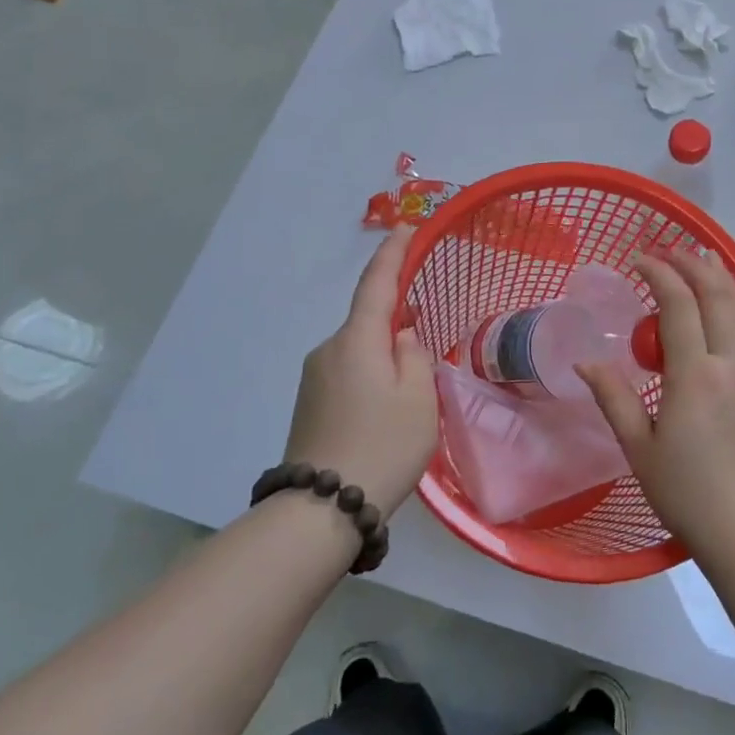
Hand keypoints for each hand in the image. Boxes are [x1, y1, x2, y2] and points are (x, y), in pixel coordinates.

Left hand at [283, 224, 437, 513]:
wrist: (322, 508)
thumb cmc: (383, 444)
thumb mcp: (418, 397)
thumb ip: (414, 356)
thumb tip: (401, 337)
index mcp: (357, 339)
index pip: (376, 283)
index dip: (393, 252)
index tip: (406, 226)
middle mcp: (328, 349)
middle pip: (368, 322)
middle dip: (397, 324)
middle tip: (426, 347)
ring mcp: (314, 378)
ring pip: (359, 352)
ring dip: (383, 358)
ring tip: (408, 398)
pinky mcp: (309, 404)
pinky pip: (348, 374)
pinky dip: (370, 378)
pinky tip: (384, 412)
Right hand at [578, 248, 734, 559]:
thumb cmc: (686, 494)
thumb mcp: (638, 448)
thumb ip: (613, 398)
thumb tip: (586, 362)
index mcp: (695, 376)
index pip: (679, 306)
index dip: (659, 274)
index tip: (638, 258)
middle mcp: (730, 366)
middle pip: (719, 298)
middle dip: (695, 265)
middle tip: (672, 248)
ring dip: (721, 280)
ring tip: (705, 258)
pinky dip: (734, 306)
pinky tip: (723, 309)